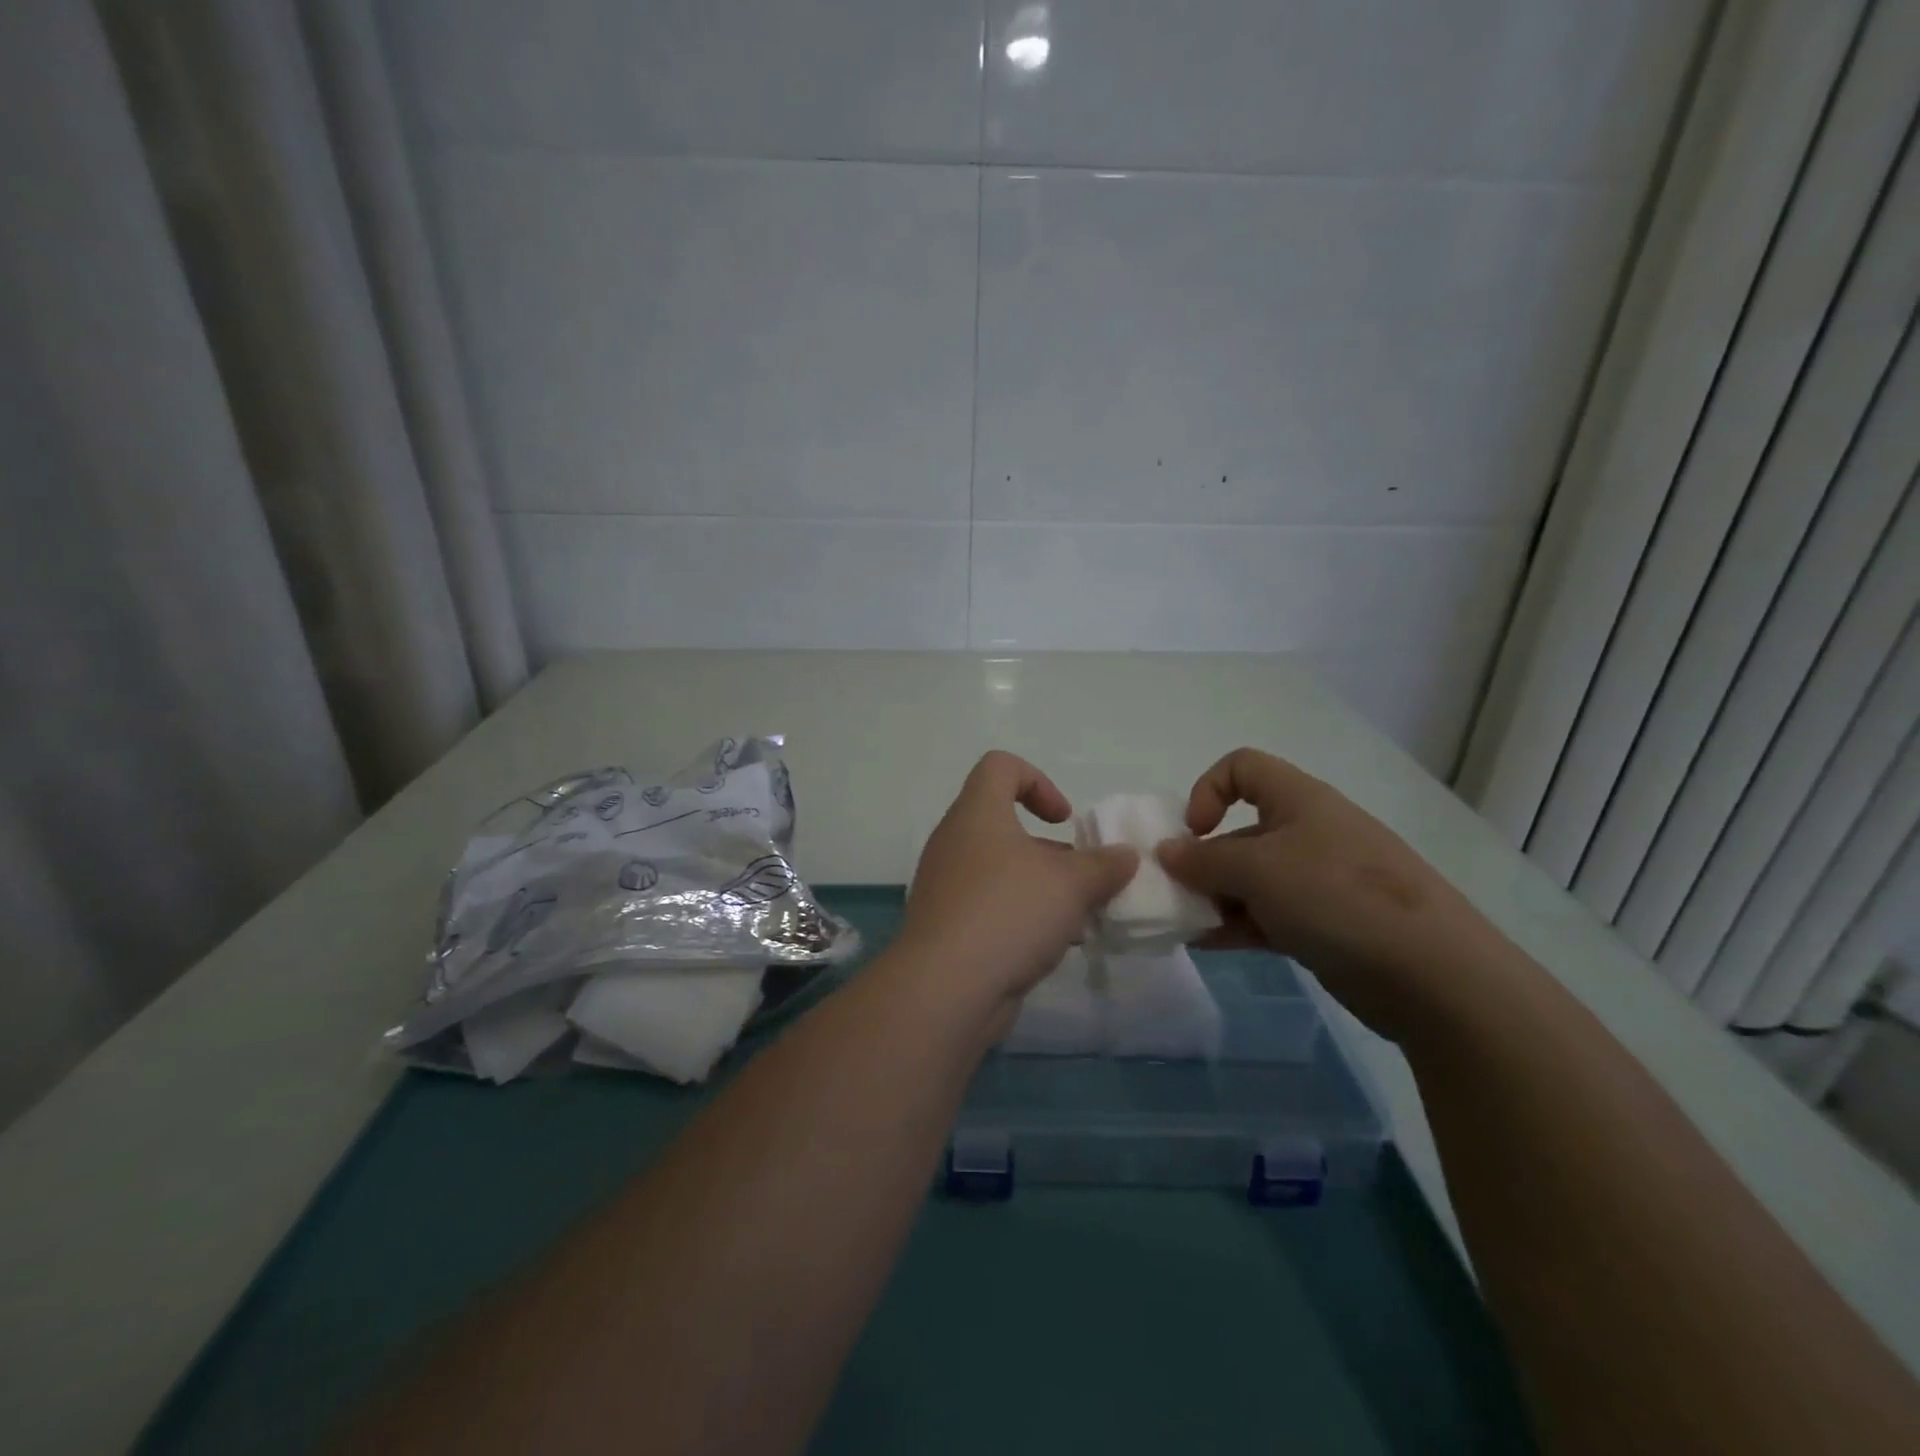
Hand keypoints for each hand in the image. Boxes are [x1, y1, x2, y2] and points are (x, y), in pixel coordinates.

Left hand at [899, 752, 1137, 1005]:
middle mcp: (955, 842)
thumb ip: (1104, 865)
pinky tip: (1052, 948)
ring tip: (1077, 919)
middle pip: (1005, 825)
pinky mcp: (947, 926)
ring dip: (1042, 889)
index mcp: (977, 814)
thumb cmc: (1010, 912)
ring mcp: (946, 886)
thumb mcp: (1072, 884)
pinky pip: (990, 907)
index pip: (1000, 767)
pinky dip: (1022, 918)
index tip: (1065, 820)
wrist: (946, 988)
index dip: (1038, 781)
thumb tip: (1125, 855)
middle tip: (1082, 878)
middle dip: (1051, 850)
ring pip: (1002, 872)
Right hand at [1157, 748, 1483, 1039]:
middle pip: (1240, 831)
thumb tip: (1166, 853)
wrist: (1433, 975)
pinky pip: (1267, 915)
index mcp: (1299, 801)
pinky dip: (1235, 926)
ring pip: (1251, 879)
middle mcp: (1308, 833)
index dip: (1208, 789)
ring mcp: (1319, 881)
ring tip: (1185, 925)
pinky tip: (1205, 944)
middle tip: (1176, 894)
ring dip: (1213, 898)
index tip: (1194, 832)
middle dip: (1202, 860)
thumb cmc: (1337, 896)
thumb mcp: (1258, 869)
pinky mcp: (1324, 925)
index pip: (1243, 767)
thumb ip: (1203, 860)